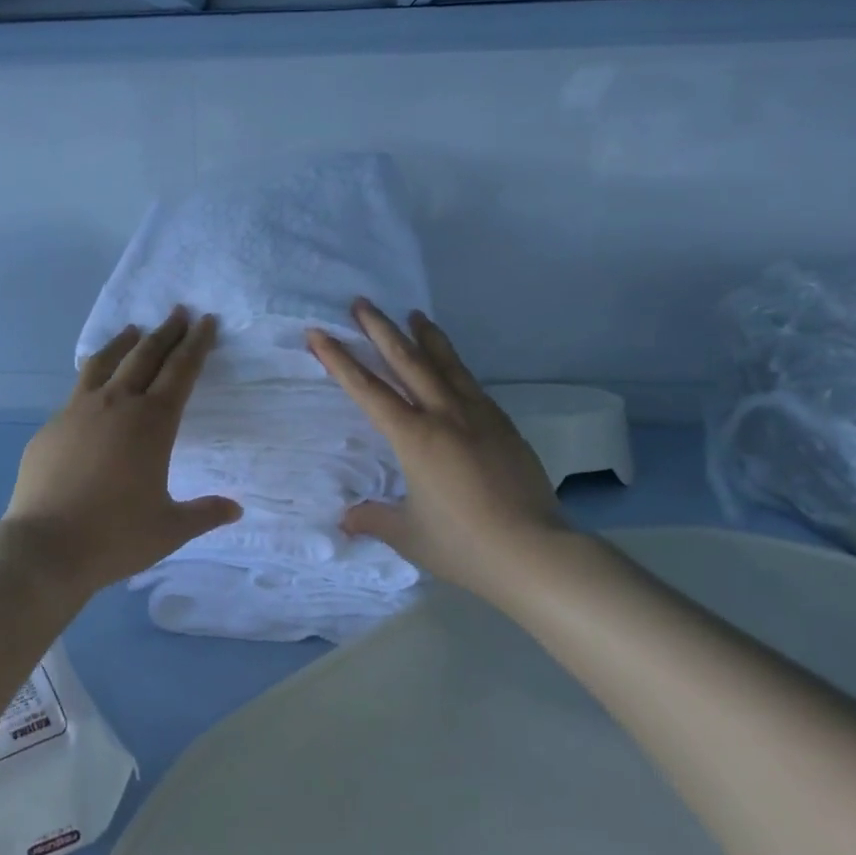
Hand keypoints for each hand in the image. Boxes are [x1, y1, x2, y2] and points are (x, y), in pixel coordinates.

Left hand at [3, 307, 240, 596]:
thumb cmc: (116, 536)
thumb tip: (236, 510)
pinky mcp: (51, 426)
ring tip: (133, 330)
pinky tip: (94, 385)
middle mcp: (117, 404)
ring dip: (124, 343)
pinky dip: (93, 376)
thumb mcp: (170, 529)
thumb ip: (204, 513)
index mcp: (153, 422)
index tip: (206, 321)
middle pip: (145, 355)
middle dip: (166, 331)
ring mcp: (78, 411)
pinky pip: (78, 390)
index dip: (197, 343)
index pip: (181, 370)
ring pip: (105, 362)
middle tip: (178, 312)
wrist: (44, 548)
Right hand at [307, 301, 570, 599]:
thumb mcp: (410, 535)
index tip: (319, 334)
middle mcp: (444, 415)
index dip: (339, 361)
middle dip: (380, 329)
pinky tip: (452, 364)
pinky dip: (454, 364)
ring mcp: (478, 416)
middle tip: (362, 303)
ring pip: (446, 363)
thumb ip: (375, 519)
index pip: (367, 391)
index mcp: (414, 438)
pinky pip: (470, 384)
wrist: (535, 552)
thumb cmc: (464, 545)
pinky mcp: (503, 425)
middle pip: (407, 361)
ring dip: (426, 336)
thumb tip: (346, 518)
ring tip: (414, 314)